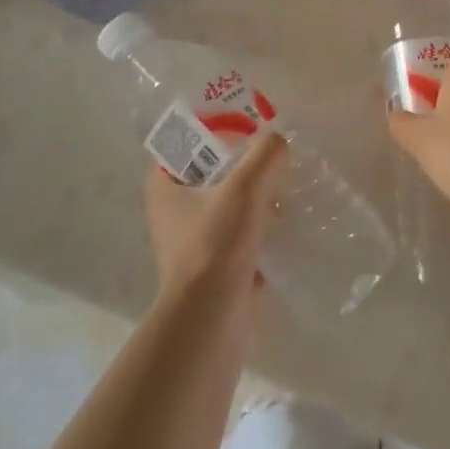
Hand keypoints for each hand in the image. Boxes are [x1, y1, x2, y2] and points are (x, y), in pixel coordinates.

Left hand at [144, 131, 288, 307]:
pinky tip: (285, 223)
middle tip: (274, 156)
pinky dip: (259, 228)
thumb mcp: (244, 188)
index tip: (250, 127)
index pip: (188, 142)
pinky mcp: (212, 267)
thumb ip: (265, 155)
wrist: (211, 321)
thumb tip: (279, 142)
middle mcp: (171, 210)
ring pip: (228, 203)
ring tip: (285, 188)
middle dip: (245, 165)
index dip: (218, 129)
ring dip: (256, 197)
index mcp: (163, 185)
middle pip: (213, 172)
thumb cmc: (215, 245)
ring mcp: (191, 241)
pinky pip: (239, 234)